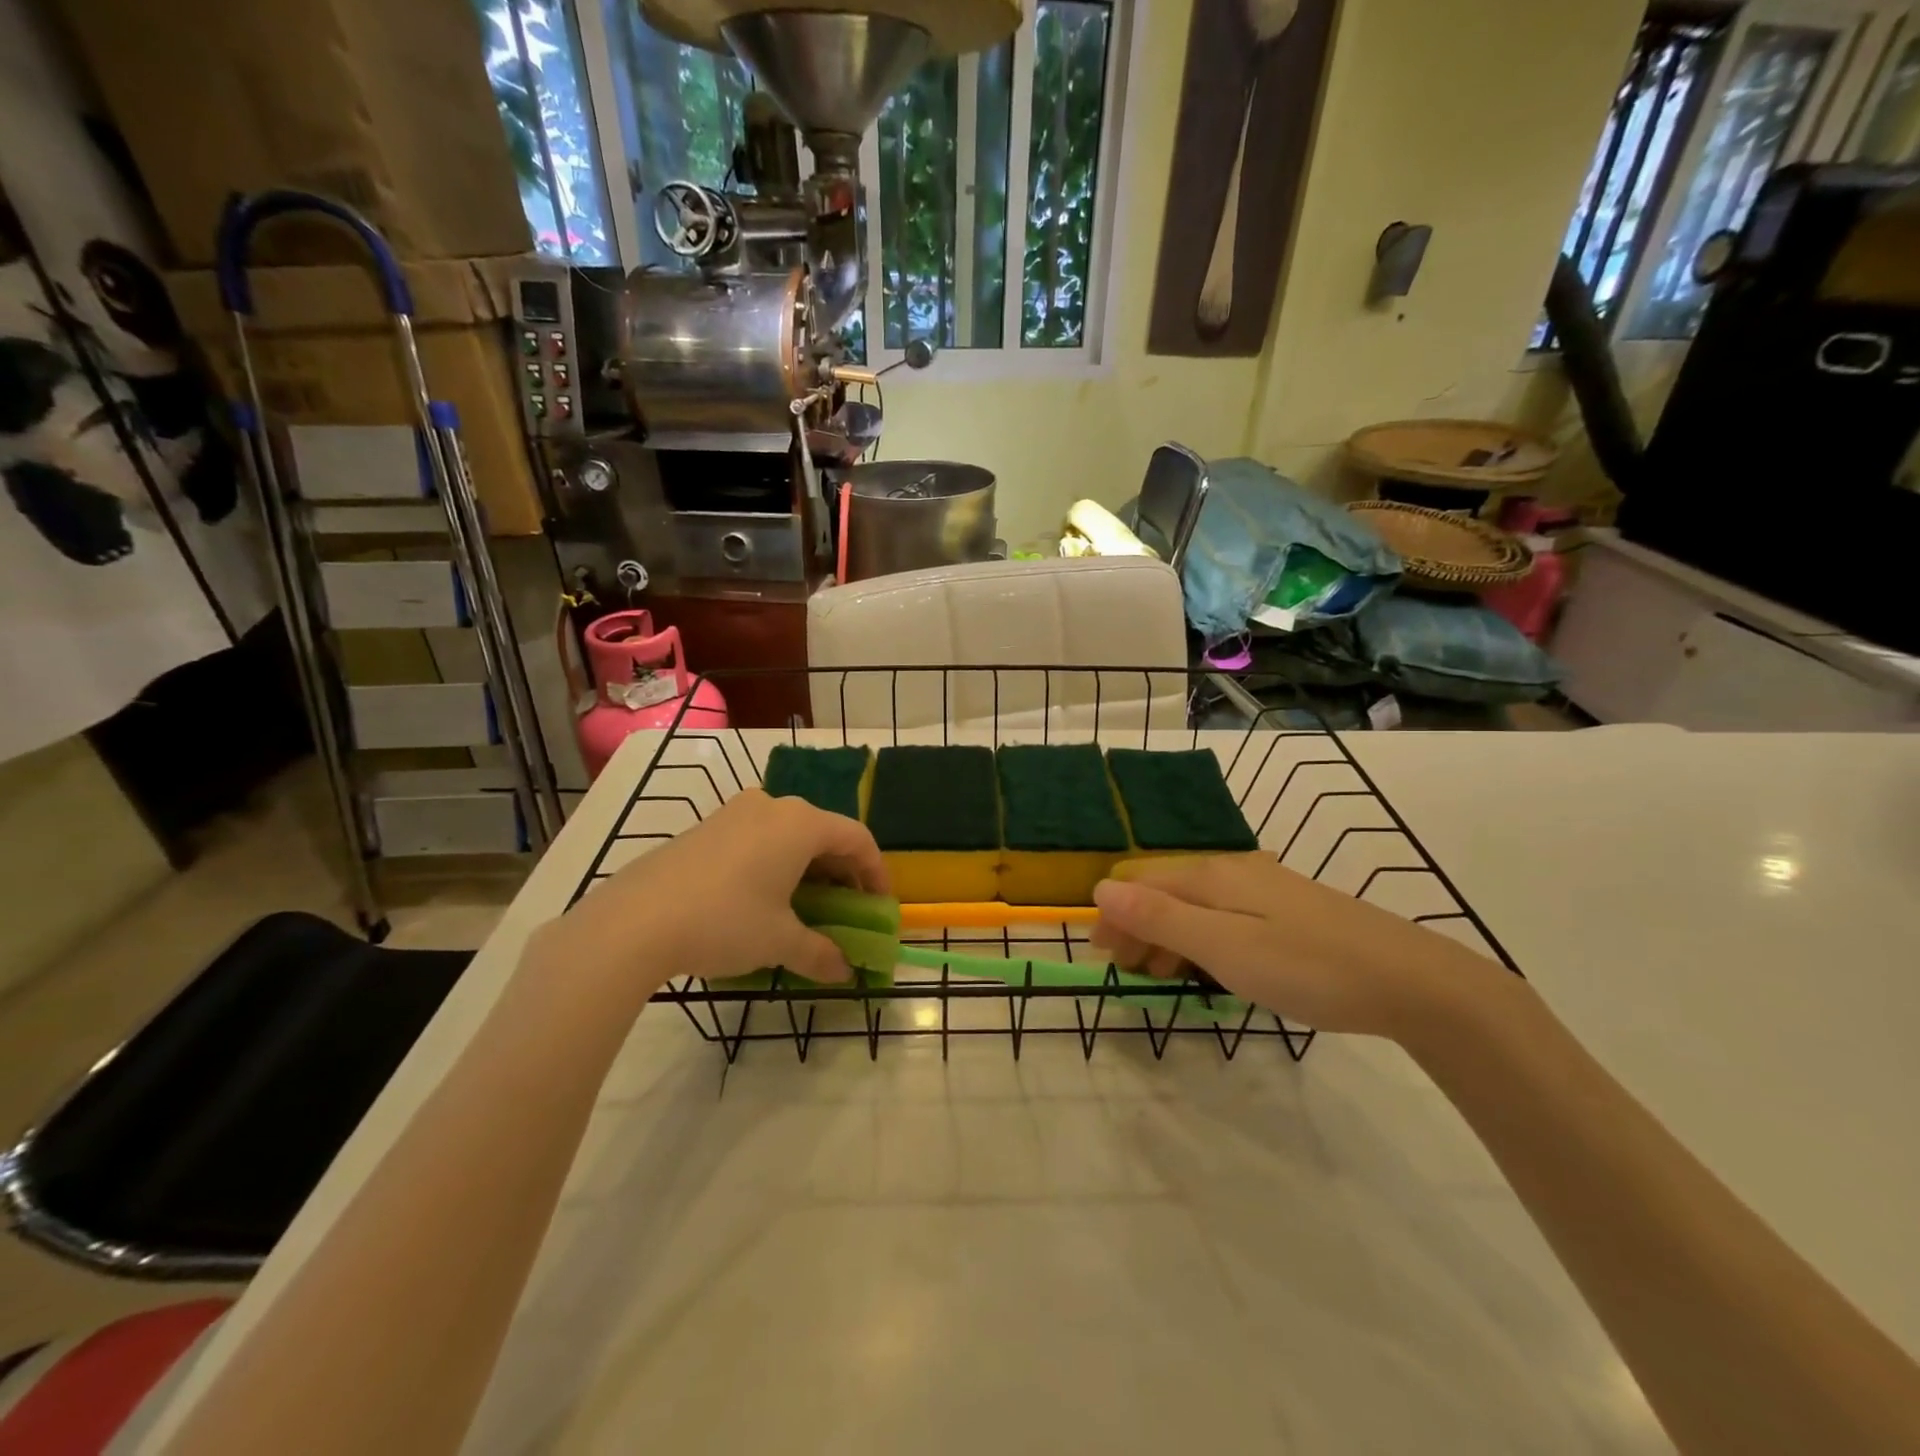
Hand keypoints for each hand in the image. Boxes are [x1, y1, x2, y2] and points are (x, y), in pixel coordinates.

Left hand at [536, 791, 888, 998]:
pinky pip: (759, 837)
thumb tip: (844, 971)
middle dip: (842, 871)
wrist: (634, 921)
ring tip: (806, 905)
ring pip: (790, 834)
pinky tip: (764, 897)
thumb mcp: (779, 941)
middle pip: (825, 832)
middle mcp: (773, 806)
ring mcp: (736, 812)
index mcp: (801, 823)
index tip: (879, 906)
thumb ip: (819, 953)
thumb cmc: (724, 922)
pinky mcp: (707, 827)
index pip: (858, 839)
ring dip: (808, 867)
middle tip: (846, 908)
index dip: (876, 873)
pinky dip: (776, 862)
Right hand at [1089, 854, 1501, 1038]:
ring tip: (1161, 977)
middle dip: (1137, 927)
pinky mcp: (1287, 911)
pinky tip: (1211, 967)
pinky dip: (1200, 940)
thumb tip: (1100, 888)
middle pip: (1164, 890)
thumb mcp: (1224, 946)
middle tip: (1130, 974)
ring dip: (1166, 936)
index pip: (1140, 883)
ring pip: (1193, 905)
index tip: (1103, 958)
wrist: (1411, 982)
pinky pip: (1223, 917)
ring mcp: (1263, 889)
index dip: (1114, 916)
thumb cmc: (1307, 966)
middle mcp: (1232, 872)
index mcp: (1210, 876)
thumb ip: (1161, 917)